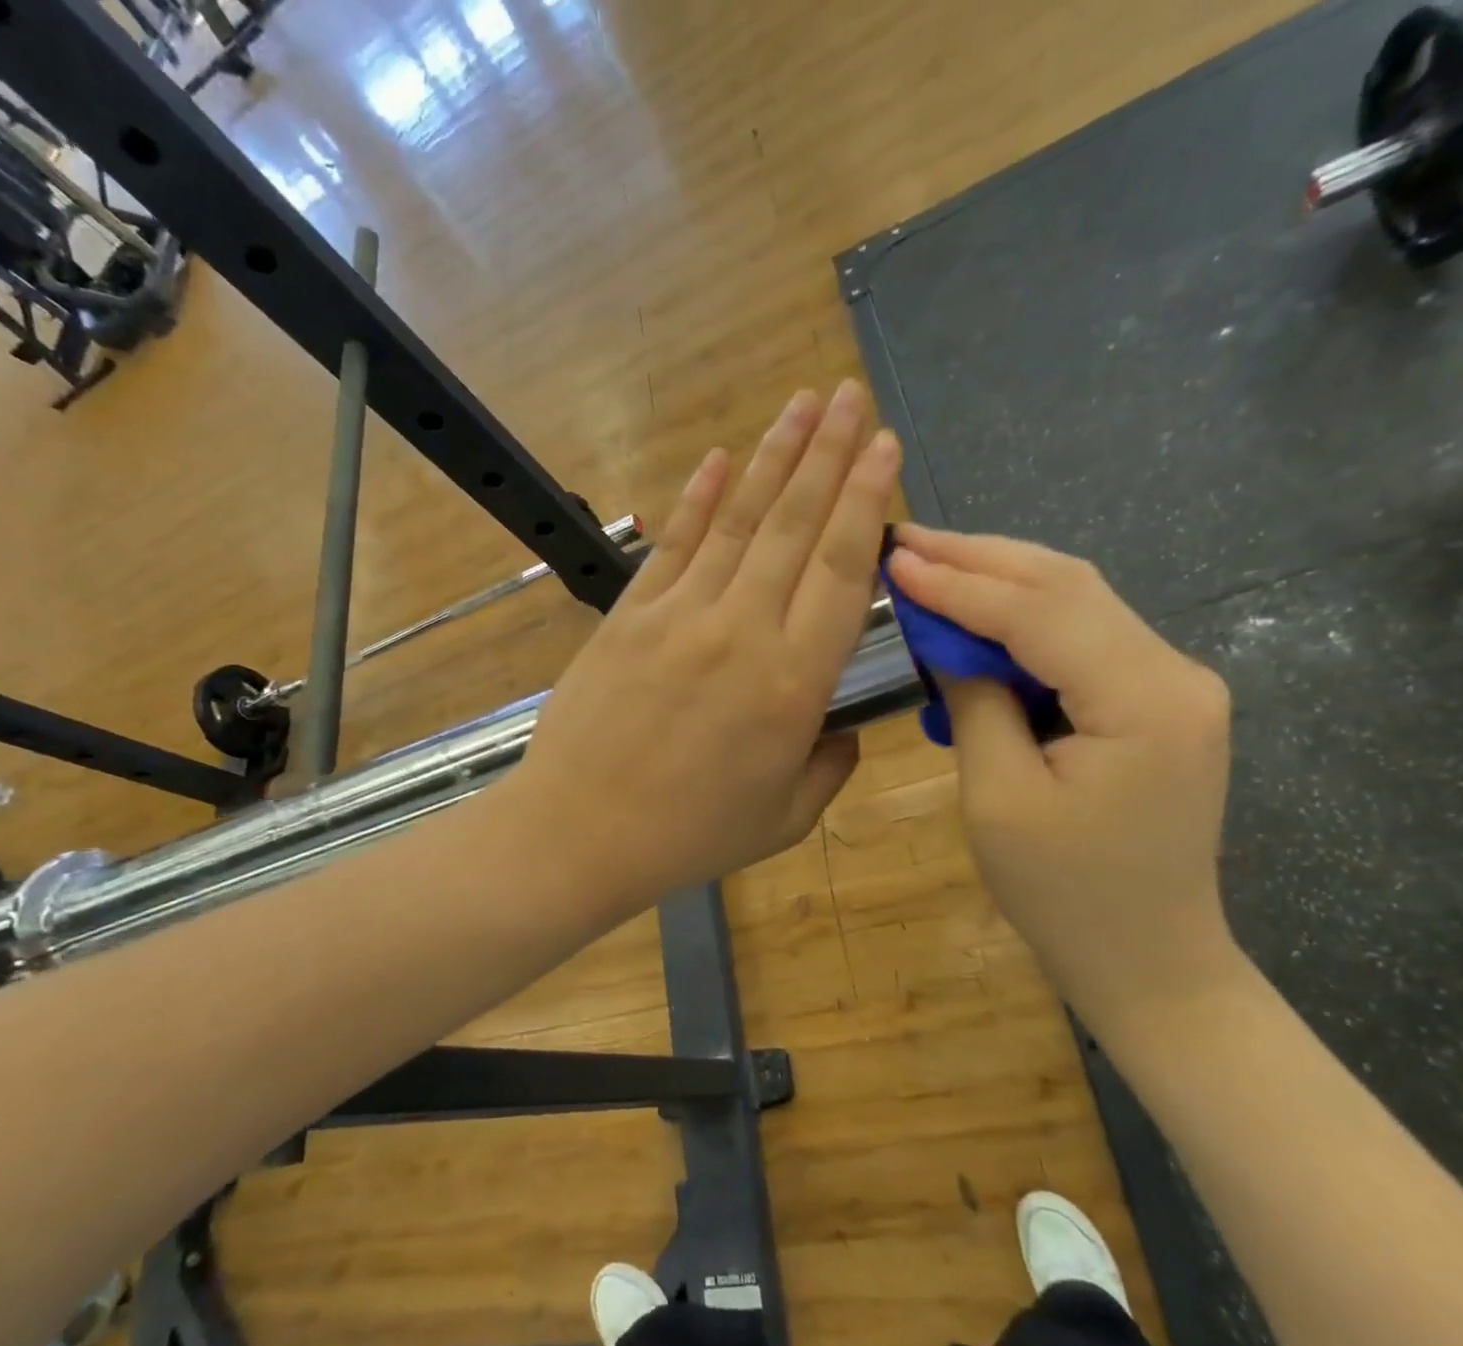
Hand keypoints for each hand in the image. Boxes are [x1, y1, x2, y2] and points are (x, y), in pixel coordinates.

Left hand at [512, 381, 898, 917]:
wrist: (578, 833)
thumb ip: (829, 766)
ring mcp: (679, 616)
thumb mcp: (783, 819)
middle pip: (795, 526)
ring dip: (773, 456)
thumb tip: (844, 727)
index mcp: (792, 685)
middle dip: (828, 452)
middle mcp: (742, 631)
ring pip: (738, 520)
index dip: (866, 501)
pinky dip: (699, 498)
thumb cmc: (688, 835)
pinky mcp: (629, 615)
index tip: (884, 446)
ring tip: (801, 402)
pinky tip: (719, 457)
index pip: (841, 571)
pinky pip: (673, 545)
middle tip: (850, 394)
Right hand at [885, 526, 1237, 1032]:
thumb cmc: (1065, 894)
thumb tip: (945, 639)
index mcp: (1144, 701)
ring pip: (1077, 601)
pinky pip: (1083, 637)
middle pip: (1068, 585)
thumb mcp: (999, 799)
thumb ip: (976, 703)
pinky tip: (975, 612)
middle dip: (981, 559)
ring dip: (1000, 579)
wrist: (1149, 958)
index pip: (1040, 612)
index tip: (897, 560)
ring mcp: (1173, 682)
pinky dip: (1023, 618)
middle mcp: (1175, 673)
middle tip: (908, 542)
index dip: (961, 583)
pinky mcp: (1156, 699)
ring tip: (931, 562)